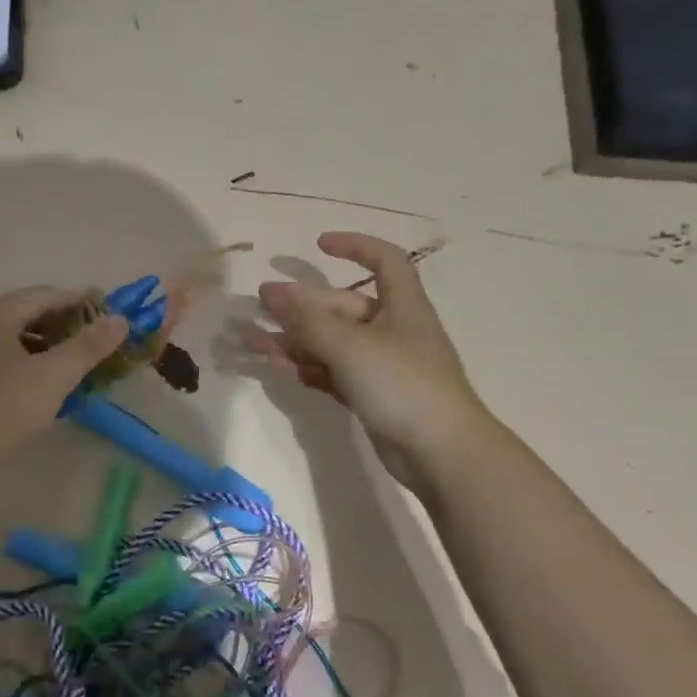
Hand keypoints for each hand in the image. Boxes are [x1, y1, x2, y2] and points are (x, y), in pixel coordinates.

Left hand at [0, 286, 127, 470]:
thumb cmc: (5, 407)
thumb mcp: (55, 376)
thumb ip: (89, 346)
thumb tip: (120, 320)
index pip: (44, 295)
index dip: (79, 301)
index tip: (107, 312)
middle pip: (24, 313)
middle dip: (60, 324)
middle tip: (92, 339)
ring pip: (8, 337)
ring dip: (41, 344)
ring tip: (69, 362)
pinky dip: (21, 361)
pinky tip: (37, 383)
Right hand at [254, 232, 486, 489]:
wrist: (440, 451)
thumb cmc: (402, 384)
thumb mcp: (350, 346)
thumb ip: (307, 320)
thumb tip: (269, 292)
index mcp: (401, 305)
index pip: (384, 260)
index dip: (354, 246)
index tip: (318, 244)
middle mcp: (392, 330)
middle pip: (342, 307)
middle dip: (302, 305)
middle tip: (260, 306)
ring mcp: (382, 366)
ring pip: (332, 343)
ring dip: (296, 340)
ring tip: (256, 342)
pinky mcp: (373, 396)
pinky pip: (334, 372)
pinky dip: (309, 368)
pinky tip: (280, 368)